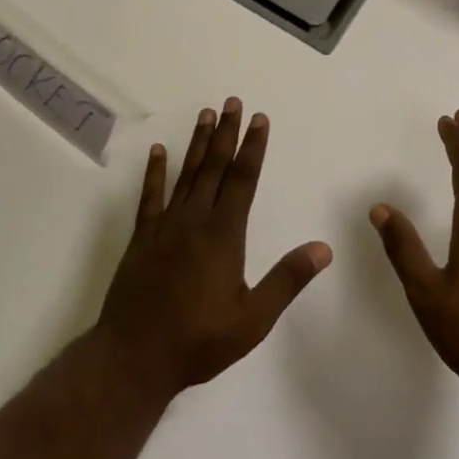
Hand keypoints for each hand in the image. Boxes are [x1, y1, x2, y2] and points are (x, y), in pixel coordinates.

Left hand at [95, 98, 331, 397]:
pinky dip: (155, 172)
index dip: (253, 147)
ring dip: (197, 143)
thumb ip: (287, 280)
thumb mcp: (253, 318)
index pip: (243, 179)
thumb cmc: (199, 340)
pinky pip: (150, 196)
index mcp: (224, 234)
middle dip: (226, 133)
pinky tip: (158, 152)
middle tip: (232, 101)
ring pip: (186, 174)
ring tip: (206, 114)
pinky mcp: (142, 237)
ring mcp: (165, 225)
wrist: (134, 356)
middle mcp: (195, 219)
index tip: (259, 119)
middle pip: (214, 166)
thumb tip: (324, 248)